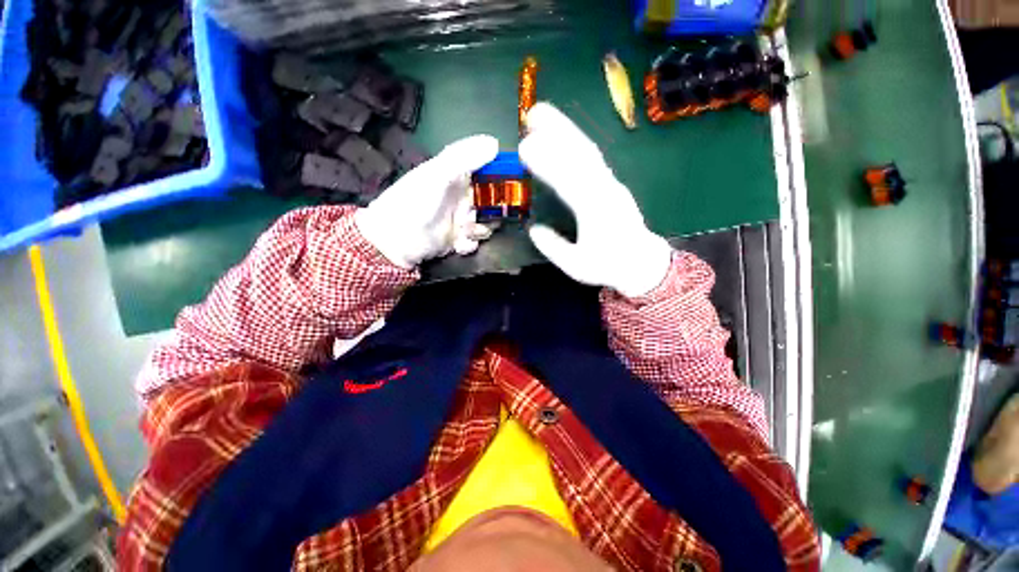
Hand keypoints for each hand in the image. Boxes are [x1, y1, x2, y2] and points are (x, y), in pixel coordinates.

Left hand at [356, 135, 499, 267]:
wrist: (395, 240)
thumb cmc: (414, 202)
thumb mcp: (437, 175)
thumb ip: (465, 158)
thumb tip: (495, 143)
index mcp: (457, 176)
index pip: (486, 170)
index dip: (500, 175)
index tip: (511, 183)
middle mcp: (462, 197)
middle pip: (492, 201)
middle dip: (492, 211)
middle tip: (484, 214)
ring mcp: (462, 220)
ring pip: (487, 224)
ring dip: (479, 229)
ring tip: (464, 230)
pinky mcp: (460, 240)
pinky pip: (476, 241)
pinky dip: (469, 244)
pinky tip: (457, 243)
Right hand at [519, 103, 672, 297]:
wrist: (642, 261)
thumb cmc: (609, 266)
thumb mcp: (577, 266)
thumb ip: (554, 248)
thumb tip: (533, 229)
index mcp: (596, 212)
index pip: (569, 181)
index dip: (548, 163)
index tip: (525, 148)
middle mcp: (605, 190)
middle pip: (582, 155)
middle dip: (558, 131)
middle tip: (532, 113)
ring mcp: (610, 183)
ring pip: (588, 150)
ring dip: (566, 130)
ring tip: (542, 116)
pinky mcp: (611, 182)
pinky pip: (592, 157)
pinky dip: (575, 142)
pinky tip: (561, 135)